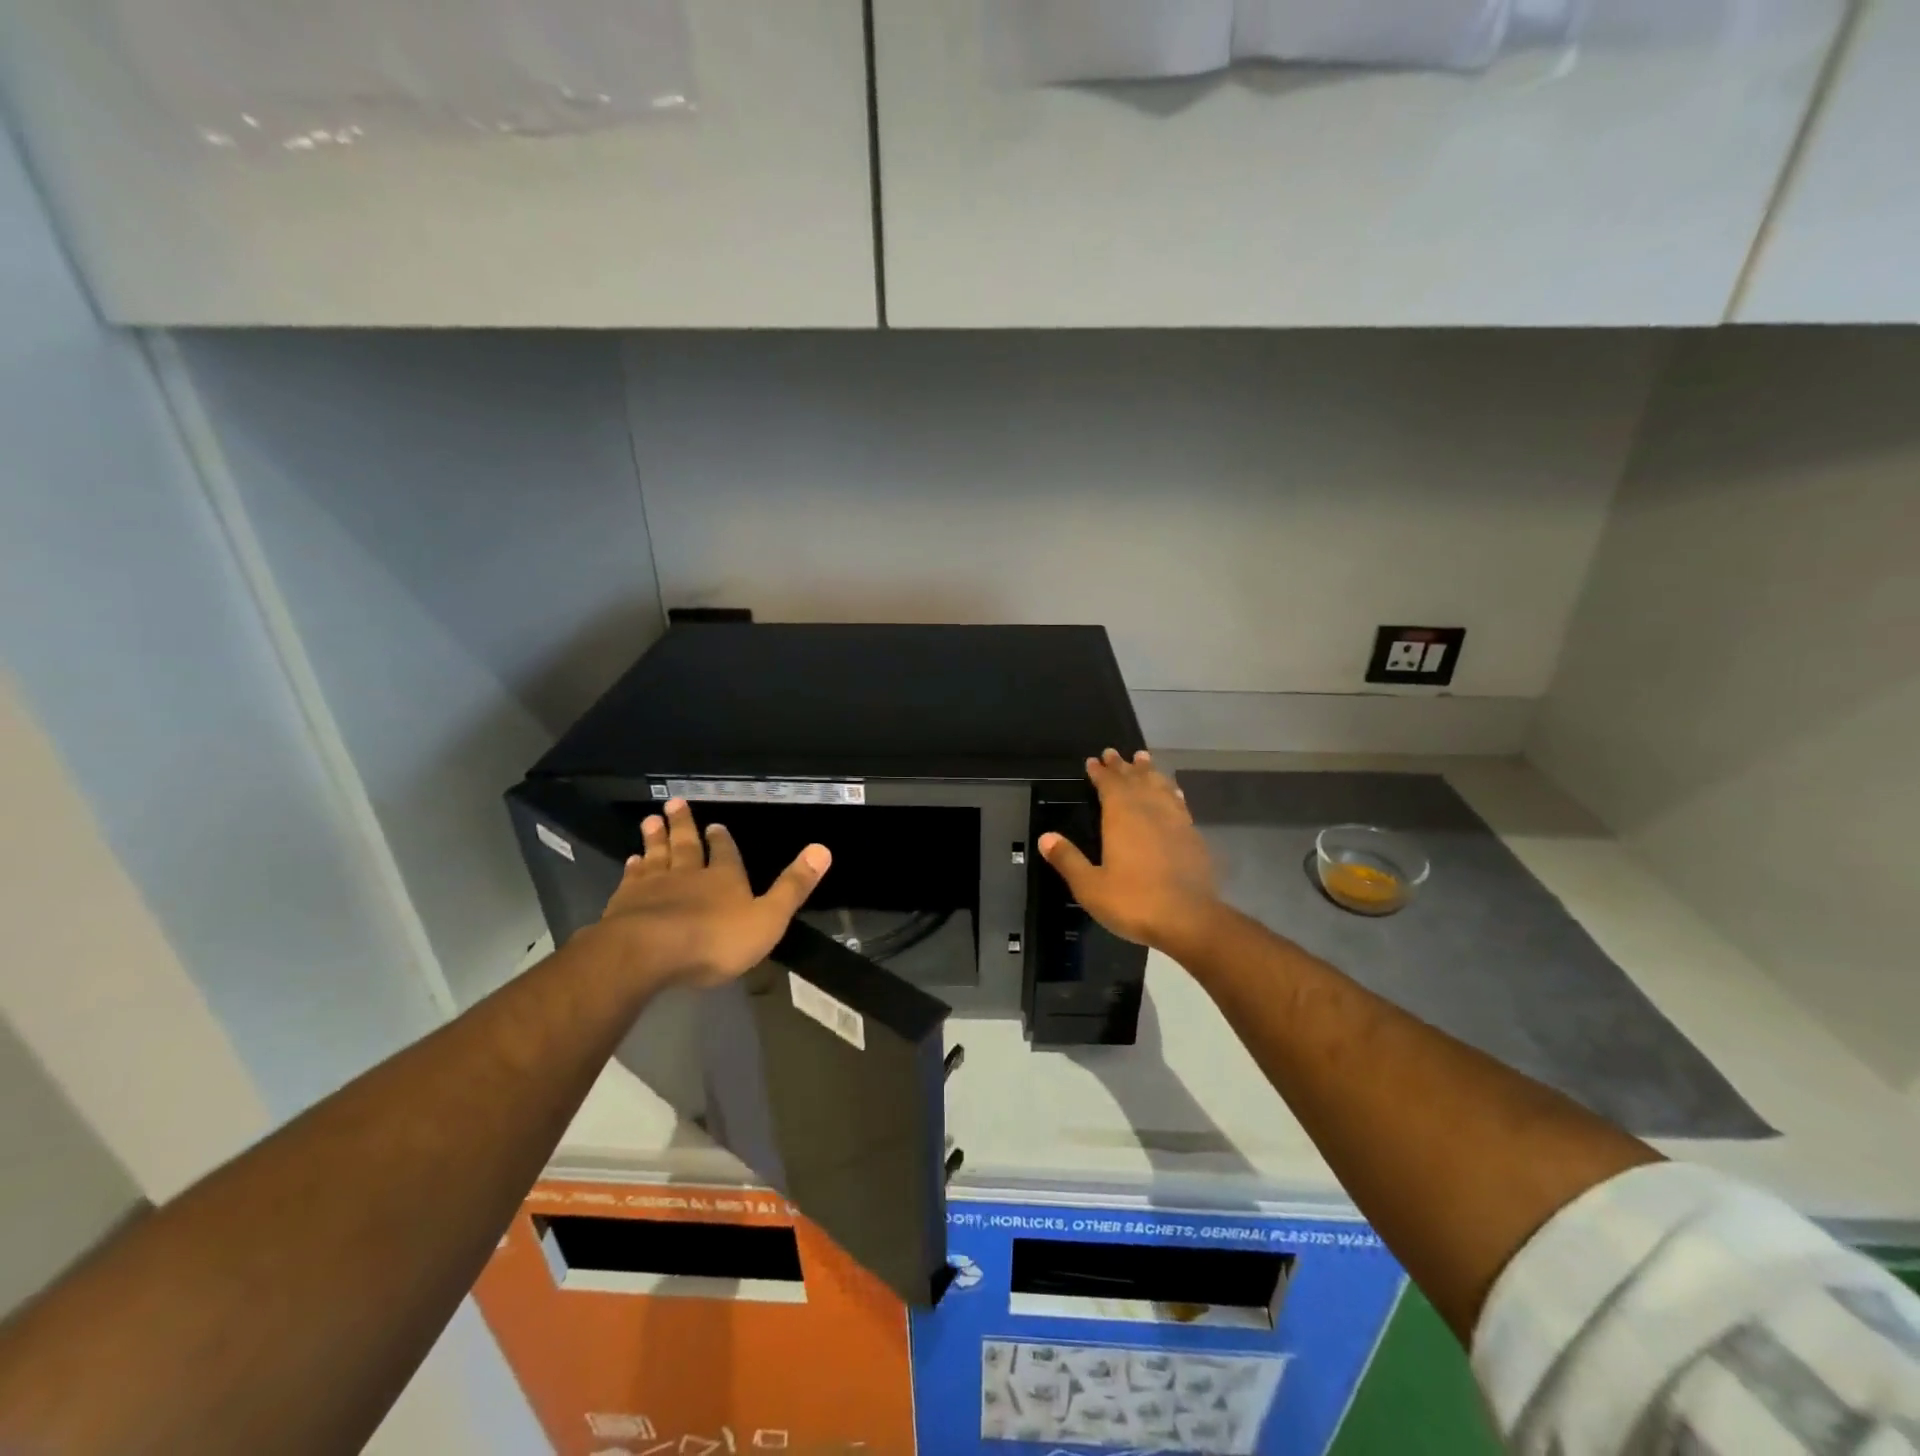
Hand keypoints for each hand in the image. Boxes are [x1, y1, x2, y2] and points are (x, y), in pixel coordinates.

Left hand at [597, 798, 830, 989]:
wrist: (648, 953)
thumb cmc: (714, 939)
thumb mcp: (767, 917)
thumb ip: (793, 886)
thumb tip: (823, 849)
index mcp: (724, 878)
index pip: (725, 853)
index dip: (722, 840)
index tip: (716, 825)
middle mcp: (689, 874)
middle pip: (687, 845)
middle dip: (684, 825)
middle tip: (675, 803)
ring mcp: (654, 887)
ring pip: (657, 855)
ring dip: (655, 838)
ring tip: (651, 820)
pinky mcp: (625, 903)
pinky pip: (632, 879)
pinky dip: (633, 868)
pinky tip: (631, 861)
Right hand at [1038, 749, 1220, 955]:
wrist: (1189, 920)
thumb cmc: (1133, 901)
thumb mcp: (1090, 886)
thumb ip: (1068, 859)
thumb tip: (1045, 837)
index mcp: (1121, 816)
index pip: (1108, 784)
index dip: (1100, 772)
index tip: (1093, 760)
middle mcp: (1149, 810)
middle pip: (1134, 780)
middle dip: (1122, 766)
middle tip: (1113, 753)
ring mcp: (1175, 820)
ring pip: (1159, 786)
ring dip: (1149, 771)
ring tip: (1143, 759)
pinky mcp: (1193, 835)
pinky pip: (1178, 802)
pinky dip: (1171, 791)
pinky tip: (1172, 792)